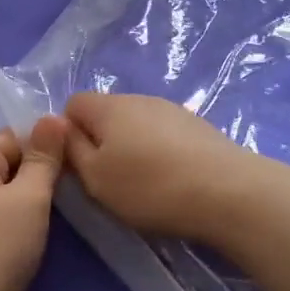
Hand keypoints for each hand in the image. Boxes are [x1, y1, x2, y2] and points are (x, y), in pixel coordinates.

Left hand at [0, 115, 68, 290]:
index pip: (13, 135)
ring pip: (7, 194)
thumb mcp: (28, 198)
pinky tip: (38, 236)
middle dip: (41, 173)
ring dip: (33, 201)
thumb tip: (53, 117)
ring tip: (62, 212)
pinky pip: (0, 219)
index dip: (45, 143)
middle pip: (9, 163)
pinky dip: (21, 223)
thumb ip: (43, 158)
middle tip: (76, 188)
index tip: (76, 161)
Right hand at [64, 92, 260, 244]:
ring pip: (137, 125)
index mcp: (109, 106)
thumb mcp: (95, 178)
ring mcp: (173, 110)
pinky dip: (160, 154)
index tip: (78, 166)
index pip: (73, 104)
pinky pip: (164, 135)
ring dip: (132, 148)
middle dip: (101, 142)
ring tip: (144, 184)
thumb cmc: (150, 187)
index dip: (67, 134)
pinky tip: (173, 180)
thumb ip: (71, 150)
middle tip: (109, 181)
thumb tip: (61, 127)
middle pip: (107, 114)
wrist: (228, 192)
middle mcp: (140, 98)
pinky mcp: (199, 127)